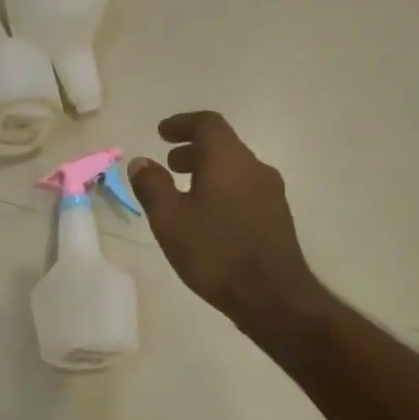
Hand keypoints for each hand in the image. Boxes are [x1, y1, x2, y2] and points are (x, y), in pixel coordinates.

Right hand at [130, 112, 319, 331]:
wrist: (272, 295)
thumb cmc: (214, 252)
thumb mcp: (170, 220)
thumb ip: (152, 186)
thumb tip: (141, 161)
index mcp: (228, 160)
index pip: (207, 124)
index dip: (182, 123)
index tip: (162, 132)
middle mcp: (255, 168)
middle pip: (223, 146)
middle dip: (193, 150)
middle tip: (169, 164)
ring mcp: (271, 193)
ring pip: (234, 170)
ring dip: (207, 172)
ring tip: (184, 194)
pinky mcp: (277, 217)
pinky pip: (244, 190)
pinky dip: (222, 191)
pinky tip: (207, 219)